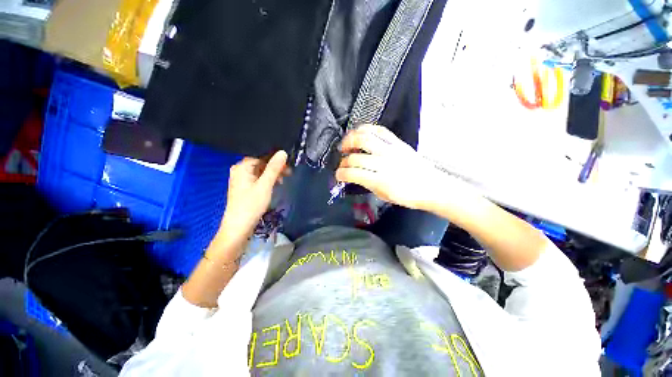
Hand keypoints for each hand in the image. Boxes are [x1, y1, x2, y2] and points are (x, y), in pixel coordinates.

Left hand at [215, 151, 287, 250]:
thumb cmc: (251, 204)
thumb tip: (283, 152)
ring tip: (281, 183)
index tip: (288, 169)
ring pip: (259, 173)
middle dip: (275, 169)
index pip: (262, 158)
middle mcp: (239, 171)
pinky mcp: (243, 189)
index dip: (276, 162)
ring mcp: (240, 180)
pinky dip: (265, 182)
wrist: (238, 227)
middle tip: (287, 175)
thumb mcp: (265, 185)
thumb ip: (274, 168)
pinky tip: (272, 187)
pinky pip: (256, 180)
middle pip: (260, 165)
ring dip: (271, 176)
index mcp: (242, 167)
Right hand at [336, 124, 462, 210]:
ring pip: (365, 138)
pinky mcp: (398, 142)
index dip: (341, 174)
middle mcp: (384, 163)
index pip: (353, 174)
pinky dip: (366, 129)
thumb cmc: (407, 196)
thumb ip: (366, 183)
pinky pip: (379, 130)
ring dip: (350, 139)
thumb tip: (353, 175)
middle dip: (344, 160)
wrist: (431, 186)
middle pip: (356, 156)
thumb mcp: (383, 195)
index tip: (338, 175)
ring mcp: (391, 150)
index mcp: (380, 181)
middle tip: (342, 161)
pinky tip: (360, 133)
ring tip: (346, 144)